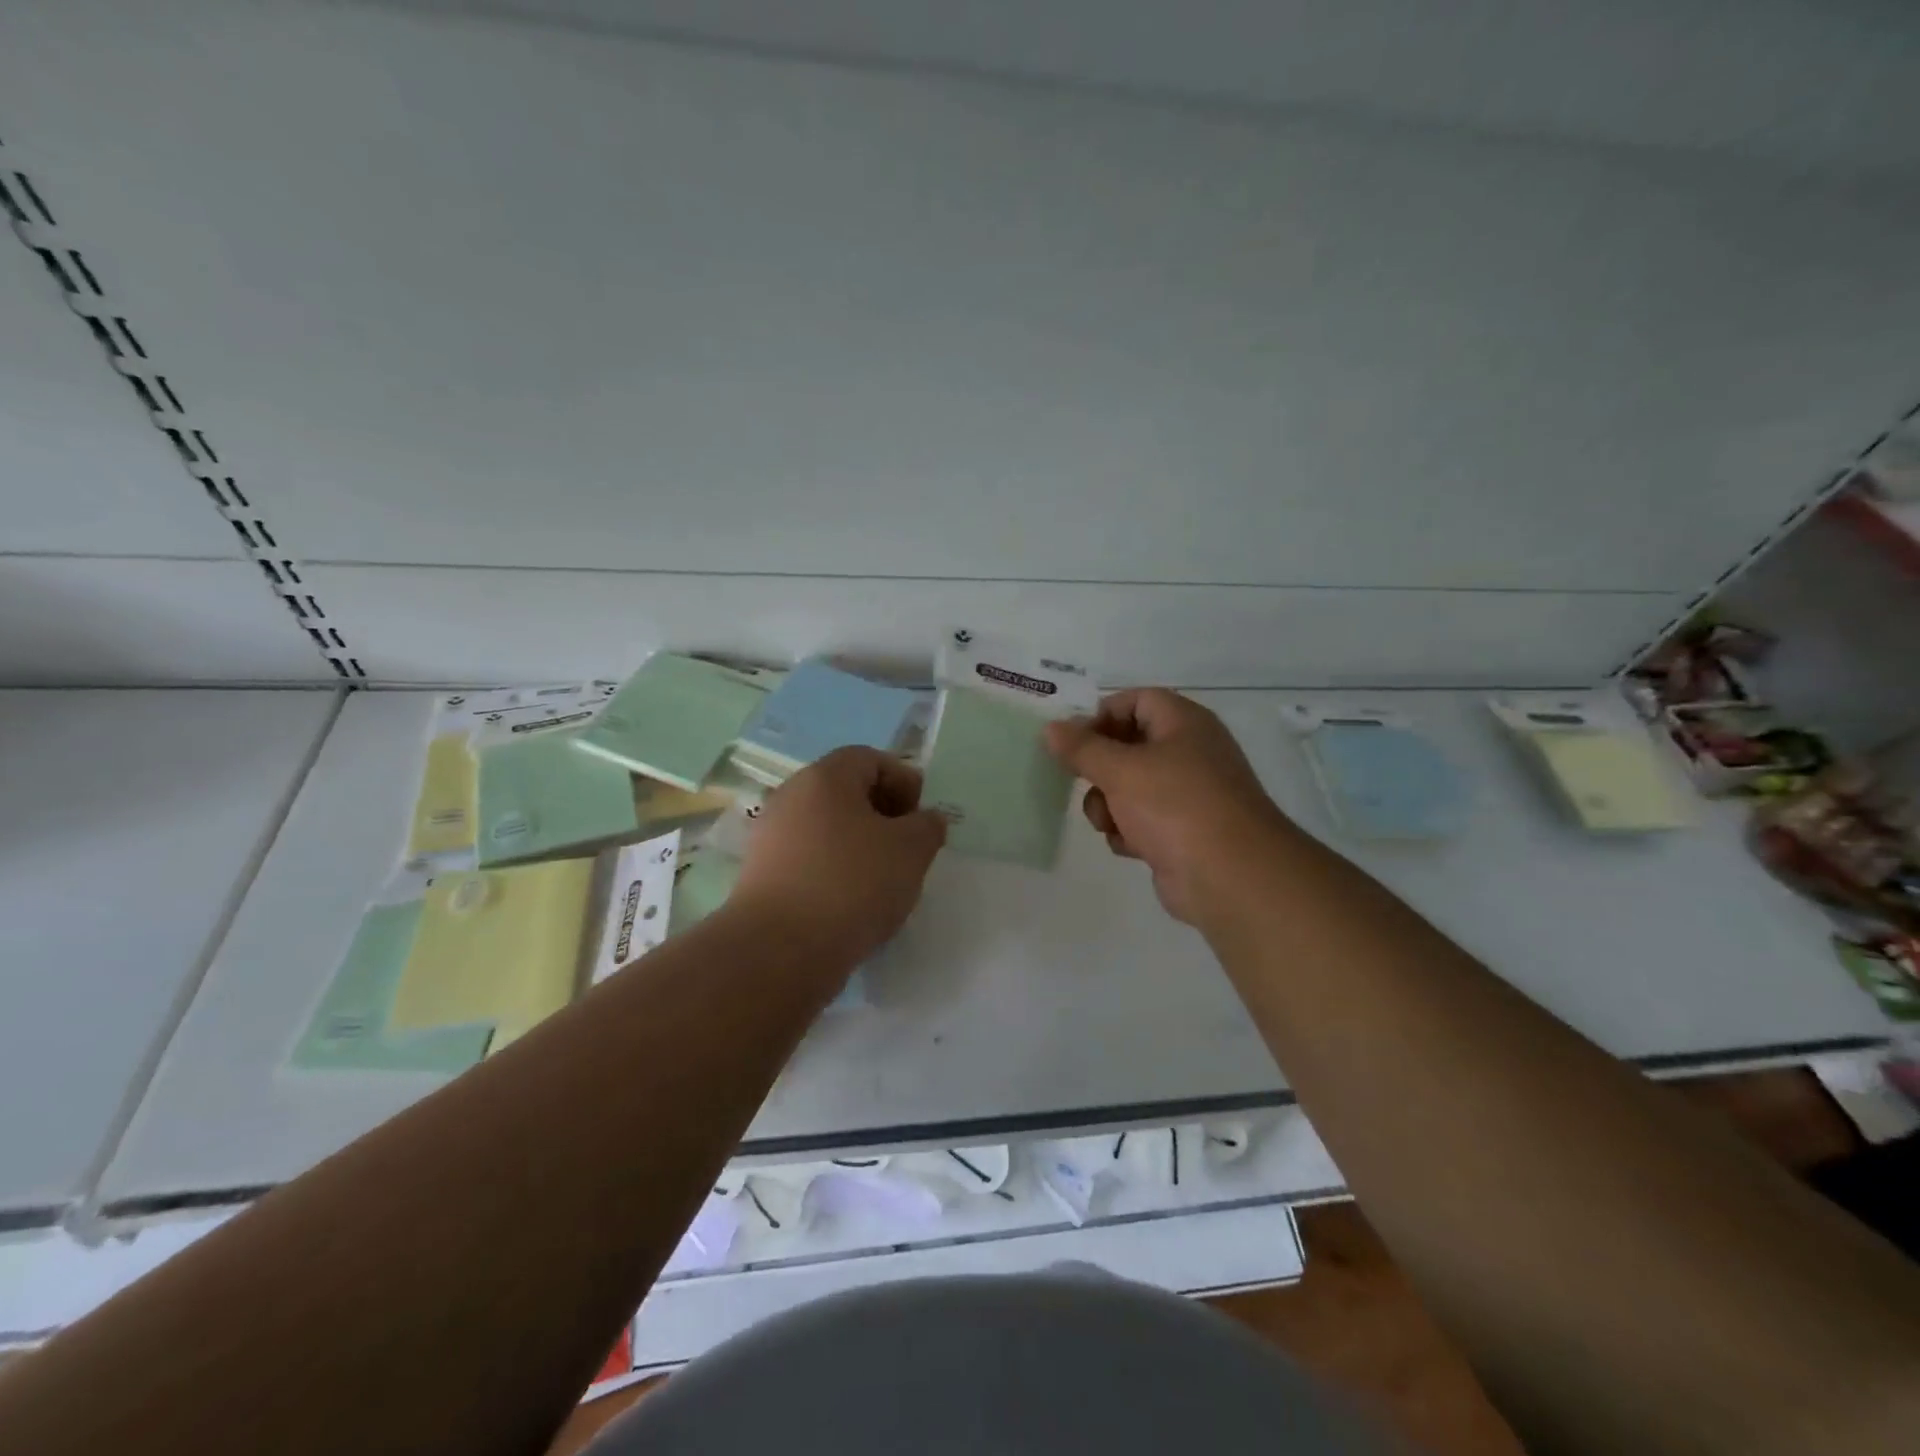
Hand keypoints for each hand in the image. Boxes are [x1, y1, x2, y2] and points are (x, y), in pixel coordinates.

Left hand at [733, 746, 946, 965]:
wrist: (780, 950)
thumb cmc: (853, 884)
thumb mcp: (911, 850)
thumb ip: (927, 826)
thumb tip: (925, 820)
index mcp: (825, 777)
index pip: (871, 759)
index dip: (904, 782)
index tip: (920, 820)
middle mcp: (791, 796)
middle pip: (846, 792)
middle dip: (882, 815)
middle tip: (906, 849)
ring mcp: (770, 836)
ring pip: (827, 828)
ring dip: (859, 846)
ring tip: (882, 881)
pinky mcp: (760, 875)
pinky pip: (808, 859)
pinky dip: (833, 871)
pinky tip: (850, 903)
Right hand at [1046, 688, 1288, 925]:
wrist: (1230, 877)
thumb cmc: (1175, 806)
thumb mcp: (1120, 770)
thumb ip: (1081, 748)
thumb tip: (1051, 728)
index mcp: (1184, 723)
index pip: (1136, 701)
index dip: (1102, 715)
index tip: (1072, 741)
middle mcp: (1189, 752)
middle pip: (1128, 746)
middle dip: (1099, 768)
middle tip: (1079, 781)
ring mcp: (1187, 795)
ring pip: (1129, 787)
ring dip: (1108, 804)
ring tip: (1108, 822)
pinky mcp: (1182, 832)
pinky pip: (1142, 820)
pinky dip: (1129, 831)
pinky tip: (1130, 846)